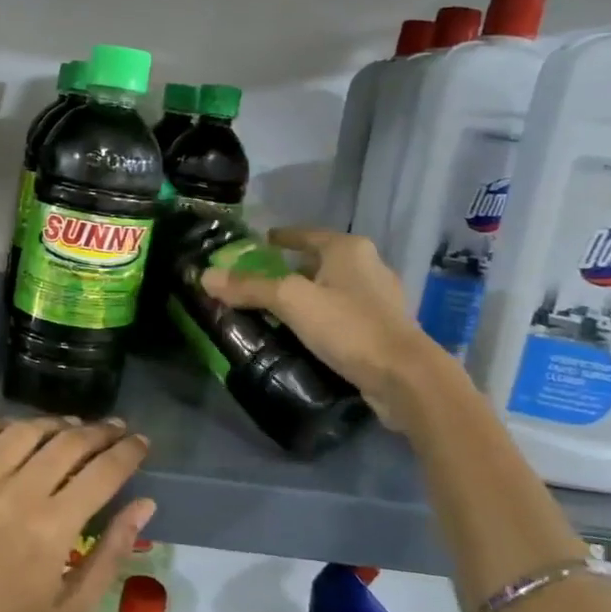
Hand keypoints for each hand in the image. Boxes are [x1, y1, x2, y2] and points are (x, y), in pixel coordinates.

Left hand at [0, 416, 153, 611]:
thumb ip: (111, 553)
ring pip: (23, 431)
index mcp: (52, 528)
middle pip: (68, 442)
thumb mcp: (72, 610)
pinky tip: (10, 431)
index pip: (103, 471)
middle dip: (100, 432)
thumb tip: (144, 504)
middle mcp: (14, 494)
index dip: (129, 451)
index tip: (141, 442)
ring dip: (54, 424)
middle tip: (114, 430)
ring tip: (69, 428)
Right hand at [201, 226, 444, 427]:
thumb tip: (205, 277)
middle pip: (320, 261)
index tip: (260, 243)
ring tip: (279, 309)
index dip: (281, 238)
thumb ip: (250, 287)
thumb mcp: (291, 302)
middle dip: (292, 269)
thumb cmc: (348, 326)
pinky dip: (324, 317)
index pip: (306, 234)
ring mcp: (381, 299)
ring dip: (309, 295)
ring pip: (333, 289)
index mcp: (348, 250)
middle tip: (261, 280)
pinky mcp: (385, 329)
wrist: (405, 377)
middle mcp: (369, 266)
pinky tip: (308, 334)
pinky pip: (344, 314)